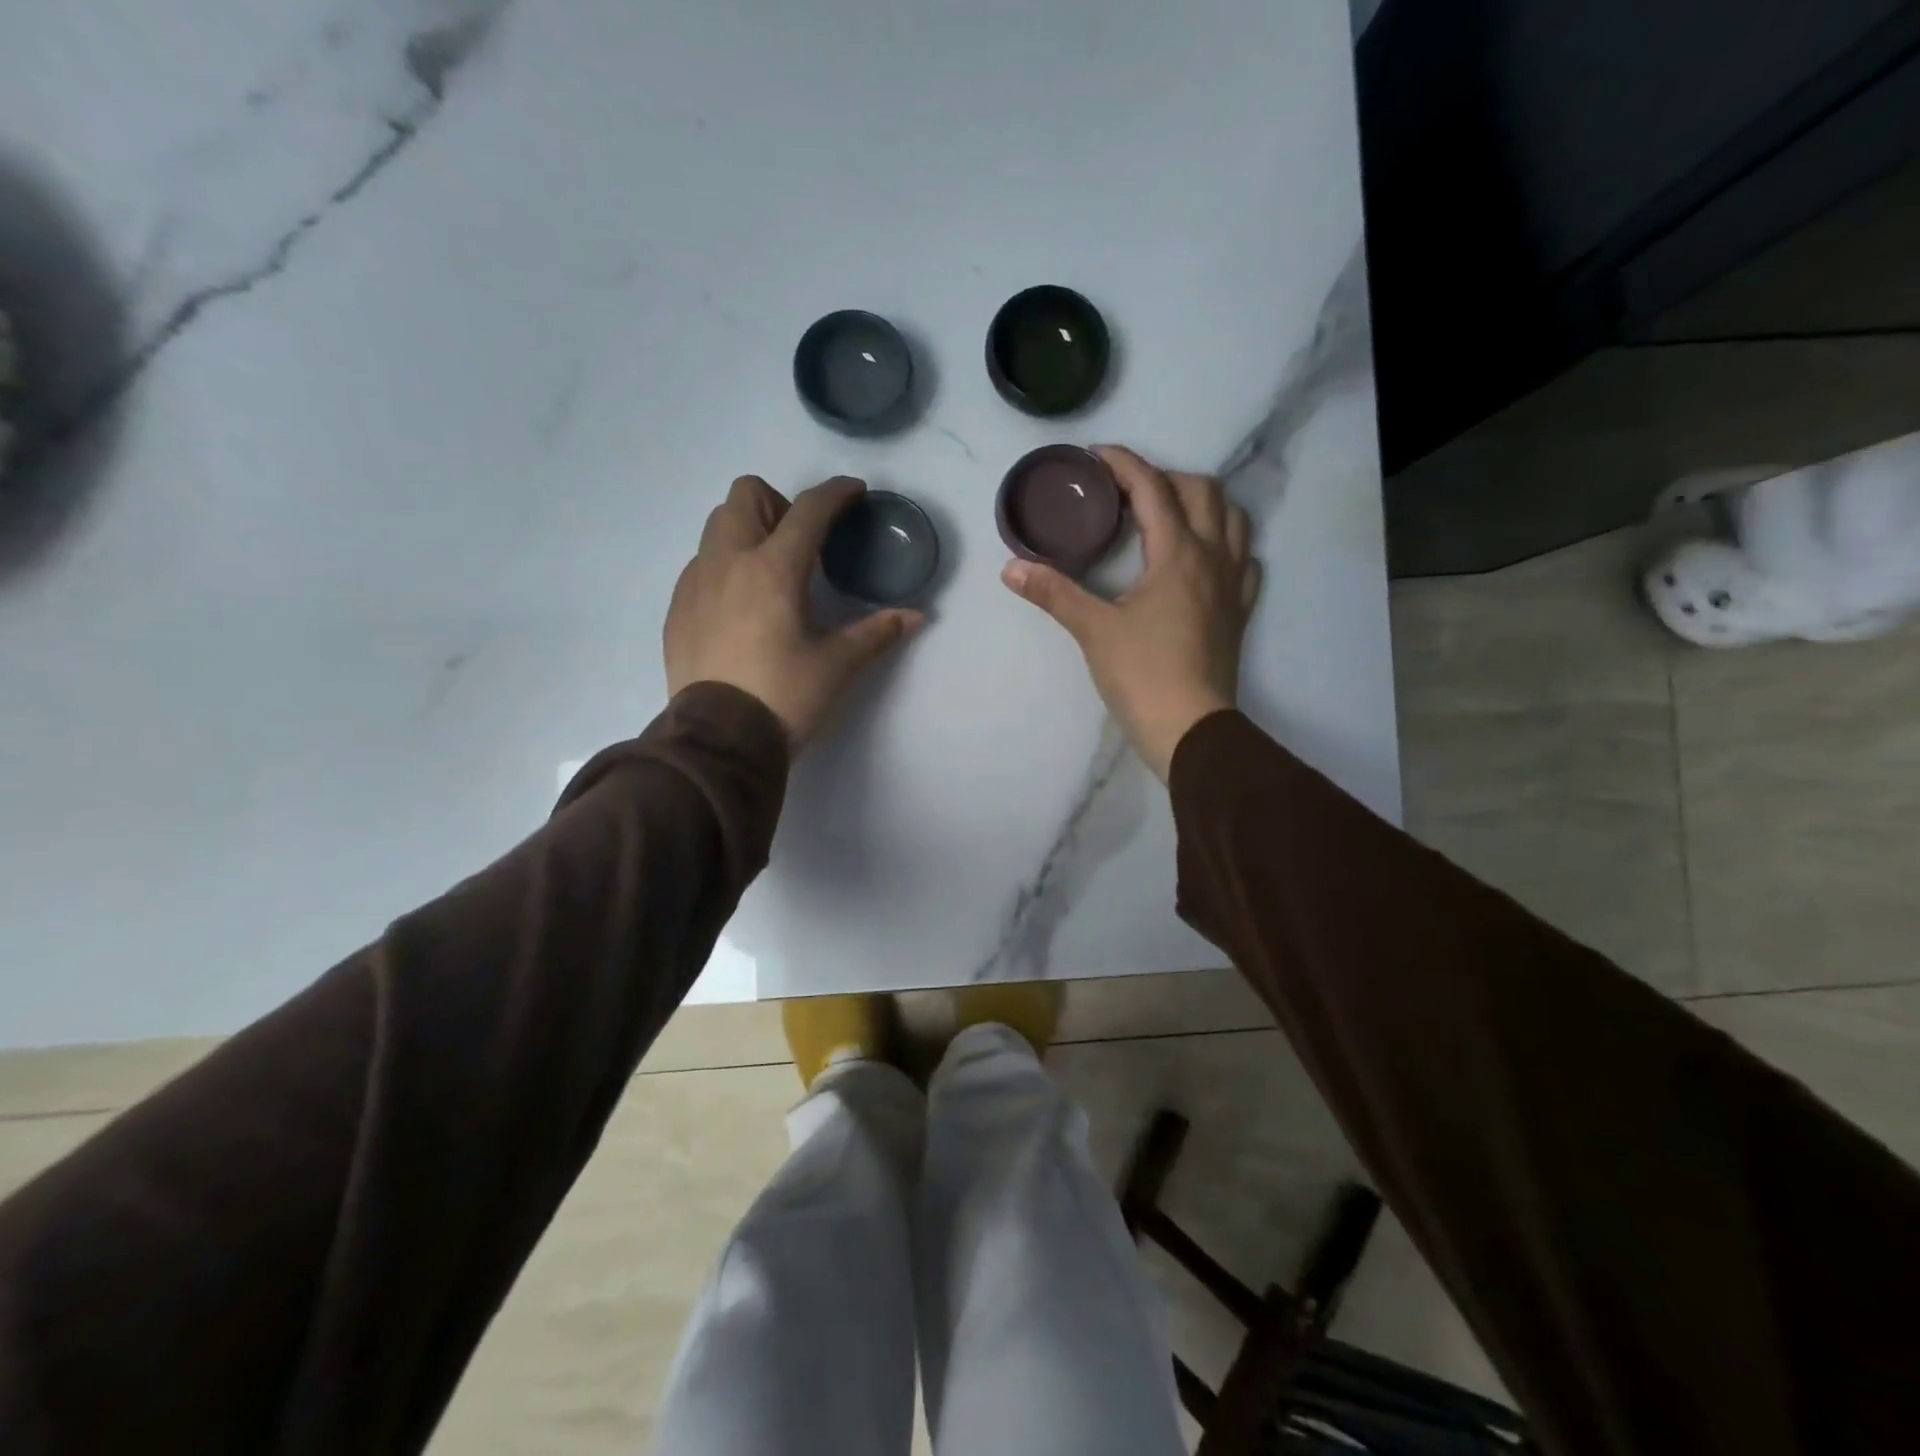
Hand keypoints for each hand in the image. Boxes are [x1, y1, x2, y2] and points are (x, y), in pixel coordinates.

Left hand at [665, 475, 922, 746]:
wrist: (718, 742)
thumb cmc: (784, 697)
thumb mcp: (837, 666)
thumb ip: (876, 633)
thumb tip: (916, 616)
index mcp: (773, 569)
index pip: (808, 510)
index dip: (835, 493)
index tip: (853, 492)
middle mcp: (728, 562)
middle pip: (745, 495)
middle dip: (779, 504)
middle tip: (801, 543)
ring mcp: (695, 583)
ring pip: (717, 527)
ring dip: (747, 531)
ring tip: (770, 573)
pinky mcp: (677, 609)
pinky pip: (701, 565)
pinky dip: (725, 567)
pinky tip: (741, 607)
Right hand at [1001, 446, 1259, 780]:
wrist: (1190, 728)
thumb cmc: (1142, 675)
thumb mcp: (1093, 630)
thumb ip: (1054, 592)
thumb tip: (1010, 568)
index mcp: (1178, 554)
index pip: (1153, 489)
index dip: (1124, 464)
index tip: (1097, 455)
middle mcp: (1213, 558)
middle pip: (1202, 491)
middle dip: (1165, 478)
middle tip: (1128, 491)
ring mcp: (1233, 585)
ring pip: (1233, 520)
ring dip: (1203, 502)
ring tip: (1169, 513)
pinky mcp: (1239, 612)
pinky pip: (1245, 560)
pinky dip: (1227, 544)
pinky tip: (1205, 557)